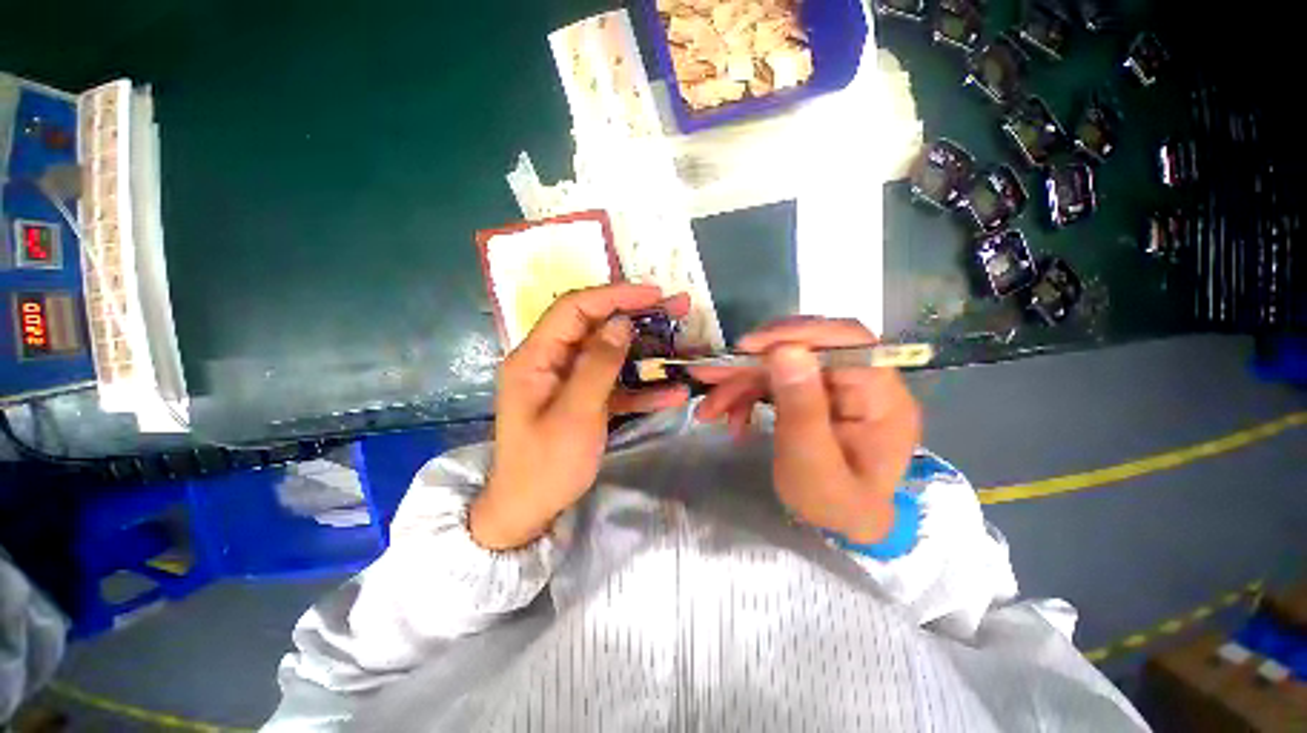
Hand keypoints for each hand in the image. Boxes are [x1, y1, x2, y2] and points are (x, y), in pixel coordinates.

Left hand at [470, 284, 690, 549]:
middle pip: (596, 327)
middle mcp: (551, 361)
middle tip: (677, 308)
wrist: (529, 512)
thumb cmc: (546, 465)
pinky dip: (641, 387)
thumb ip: (598, 366)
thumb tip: (621, 324)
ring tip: (682, 343)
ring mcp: (569, 380)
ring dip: (646, 351)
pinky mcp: (584, 399)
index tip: (653, 293)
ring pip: (611, 354)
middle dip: (637, 317)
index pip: (574, 309)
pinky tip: (672, 393)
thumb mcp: (575, 414)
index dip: (614, 295)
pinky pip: (614, 384)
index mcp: (535, 357)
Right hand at [693, 318, 921, 543]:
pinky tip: (731, 418)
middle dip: (752, 363)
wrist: (836, 523)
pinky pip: (775, 380)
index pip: (849, 341)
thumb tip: (786, 349)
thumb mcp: (813, 467)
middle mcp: (861, 381)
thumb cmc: (833, 504)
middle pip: (805, 349)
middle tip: (709, 376)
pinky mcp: (812, 392)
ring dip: (740, 383)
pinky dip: (746, 394)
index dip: (798, 334)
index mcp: (882, 397)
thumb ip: (802, 410)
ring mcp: (834, 385)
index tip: (749, 346)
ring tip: (709, 409)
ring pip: (781, 364)